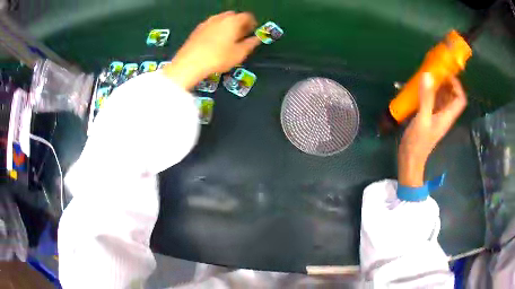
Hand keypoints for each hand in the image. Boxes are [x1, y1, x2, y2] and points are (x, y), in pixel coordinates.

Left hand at [163, 11, 261, 89]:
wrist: (190, 63)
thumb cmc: (218, 58)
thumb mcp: (239, 54)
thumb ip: (250, 44)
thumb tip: (257, 39)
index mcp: (233, 21)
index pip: (247, 16)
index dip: (252, 23)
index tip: (252, 31)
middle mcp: (220, 18)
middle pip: (233, 15)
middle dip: (239, 23)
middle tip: (241, 35)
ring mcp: (207, 22)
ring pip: (221, 19)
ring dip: (227, 26)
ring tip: (228, 39)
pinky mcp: (197, 29)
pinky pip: (211, 25)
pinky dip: (216, 29)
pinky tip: (214, 41)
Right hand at [398, 73, 466, 186]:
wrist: (410, 160)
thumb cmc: (418, 142)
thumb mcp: (422, 119)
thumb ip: (426, 98)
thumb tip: (427, 75)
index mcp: (447, 116)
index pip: (460, 99)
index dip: (456, 85)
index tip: (446, 74)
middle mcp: (445, 115)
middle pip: (452, 96)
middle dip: (446, 82)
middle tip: (435, 71)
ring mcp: (437, 116)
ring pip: (443, 98)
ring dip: (438, 86)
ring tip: (427, 76)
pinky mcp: (429, 117)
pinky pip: (434, 101)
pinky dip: (430, 93)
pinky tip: (421, 88)